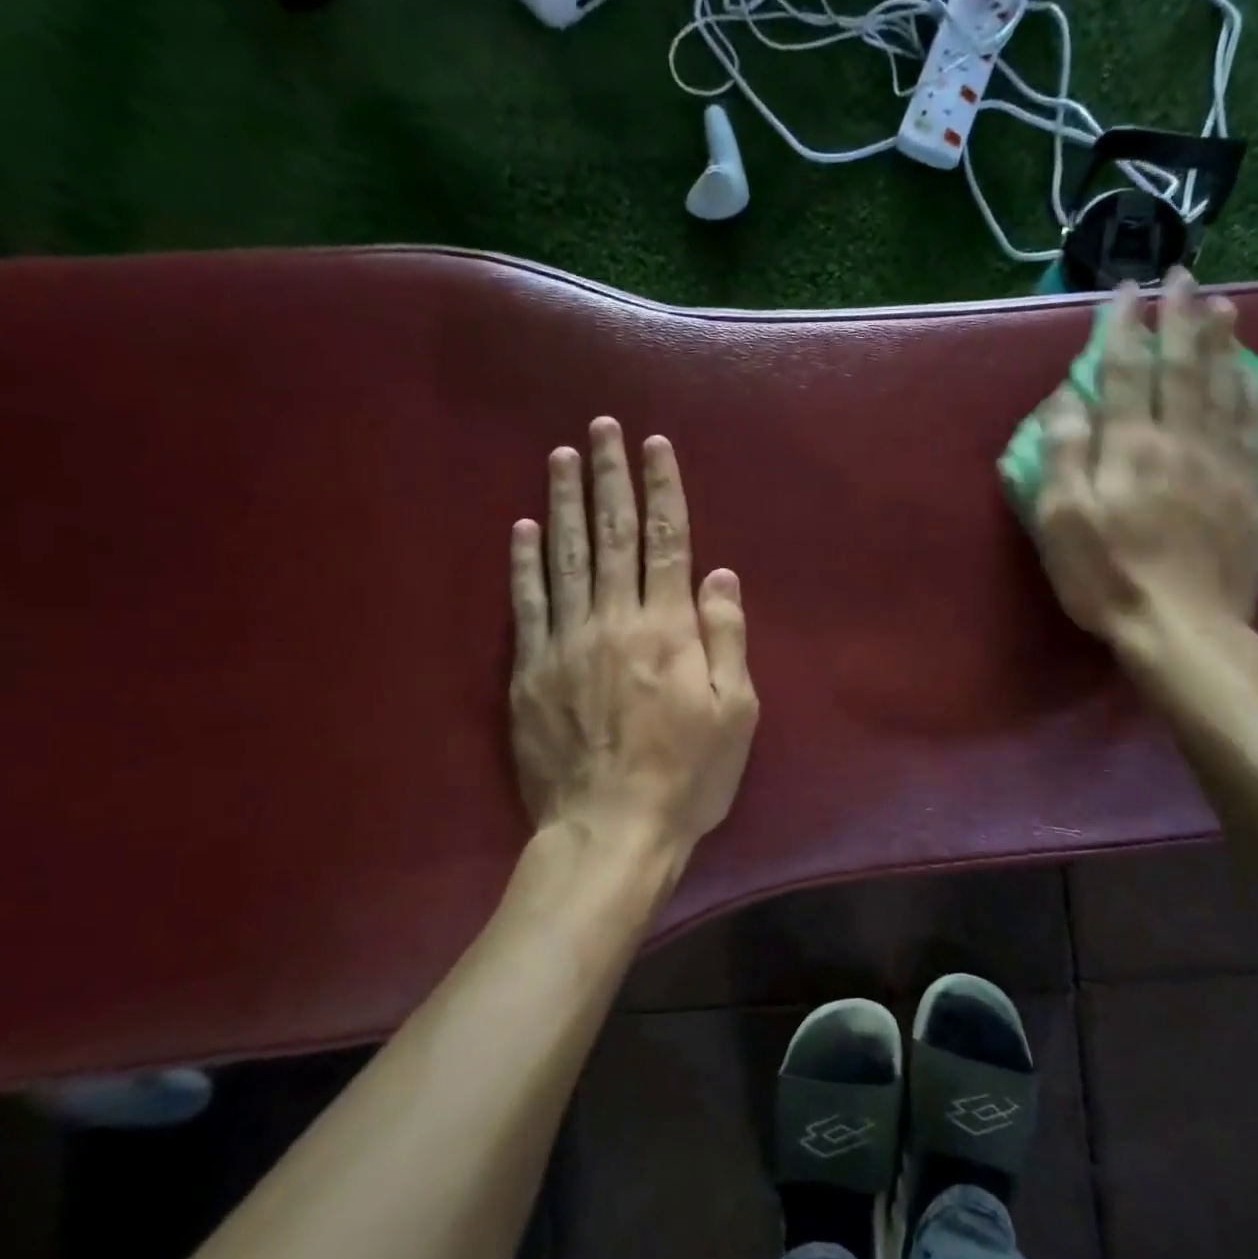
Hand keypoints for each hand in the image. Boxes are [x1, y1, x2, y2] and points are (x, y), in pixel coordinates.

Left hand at [509, 417, 757, 871]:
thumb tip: (720, 573)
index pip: (667, 540)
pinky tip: (522, 526)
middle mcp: (616, 620)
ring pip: (564, 556)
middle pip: (612, 534)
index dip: (663, 488)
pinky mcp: (531, 671)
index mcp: (669, 628)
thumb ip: (727, 636)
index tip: (655, 444)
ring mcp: (567, 642)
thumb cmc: (687, 776)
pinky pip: (525, 604)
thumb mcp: (736, 712)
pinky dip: (523, 562)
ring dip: (564, 501)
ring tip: (561, 454)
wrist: (611, 831)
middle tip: (602, 427)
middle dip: (610, 476)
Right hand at [1034, 268, 1257, 661]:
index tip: (1124, 290)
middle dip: (1179, 317)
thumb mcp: (1062, 522)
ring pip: (1225, 387)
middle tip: (1182, 275)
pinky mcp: (1251, 491)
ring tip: (1222, 305)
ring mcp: (1223, 464)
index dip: (1123, 328)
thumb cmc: (1107, 578)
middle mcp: (1181, 442)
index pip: (1126, 372)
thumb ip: (1063, 455)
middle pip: (1183, 367)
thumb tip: (1065, 398)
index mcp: (1130, 448)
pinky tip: (1253, 375)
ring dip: (1221, 342)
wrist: (1183, 629)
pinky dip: (1253, 392)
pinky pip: (1256, 428)